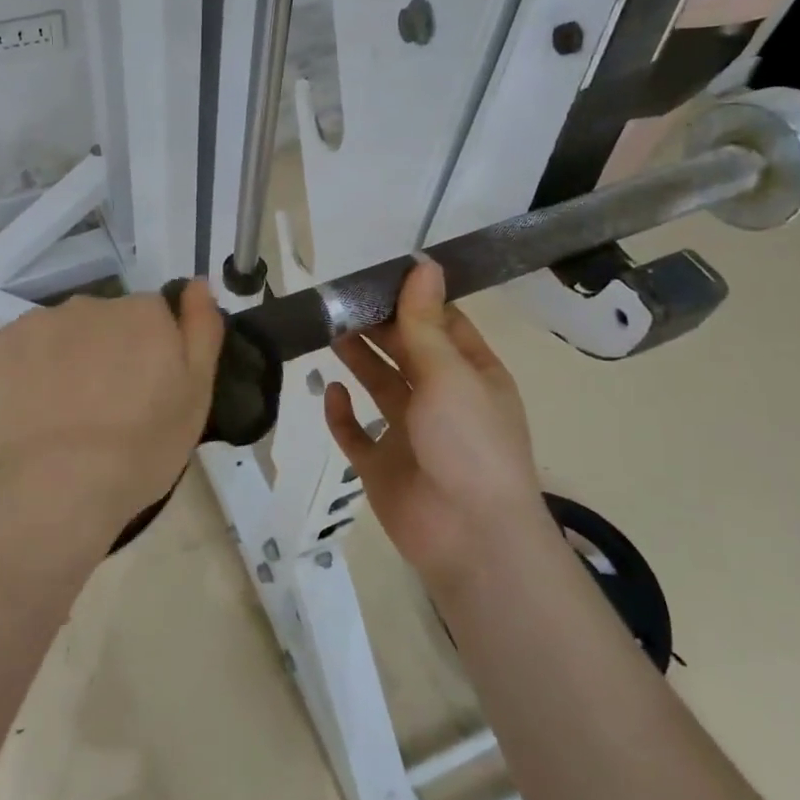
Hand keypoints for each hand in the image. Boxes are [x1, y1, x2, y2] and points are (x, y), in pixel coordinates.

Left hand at [0, 282, 224, 537]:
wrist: (54, 488)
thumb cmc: (140, 449)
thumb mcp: (196, 395)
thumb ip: (202, 330)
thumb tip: (198, 283)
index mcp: (142, 313)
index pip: (152, 318)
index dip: (149, 355)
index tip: (144, 394)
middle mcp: (89, 305)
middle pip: (102, 323)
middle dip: (104, 355)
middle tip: (103, 412)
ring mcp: (35, 324)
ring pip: (56, 338)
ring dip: (61, 364)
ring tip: (59, 421)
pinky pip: (15, 357)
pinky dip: (21, 379)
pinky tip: (25, 419)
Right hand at [323, 260, 542, 582]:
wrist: (468, 536)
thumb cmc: (467, 443)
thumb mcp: (448, 373)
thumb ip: (425, 321)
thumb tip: (423, 263)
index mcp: (472, 375)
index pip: (441, 324)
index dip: (412, 299)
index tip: (375, 275)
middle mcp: (442, 400)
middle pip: (405, 352)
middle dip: (376, 326)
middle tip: (337, 299)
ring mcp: (411, 434)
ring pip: (379, 386)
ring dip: (358, 359)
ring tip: (327, 329)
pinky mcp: (382, 466)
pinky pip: (356, 433)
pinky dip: (342, 414)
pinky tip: (332, 393)